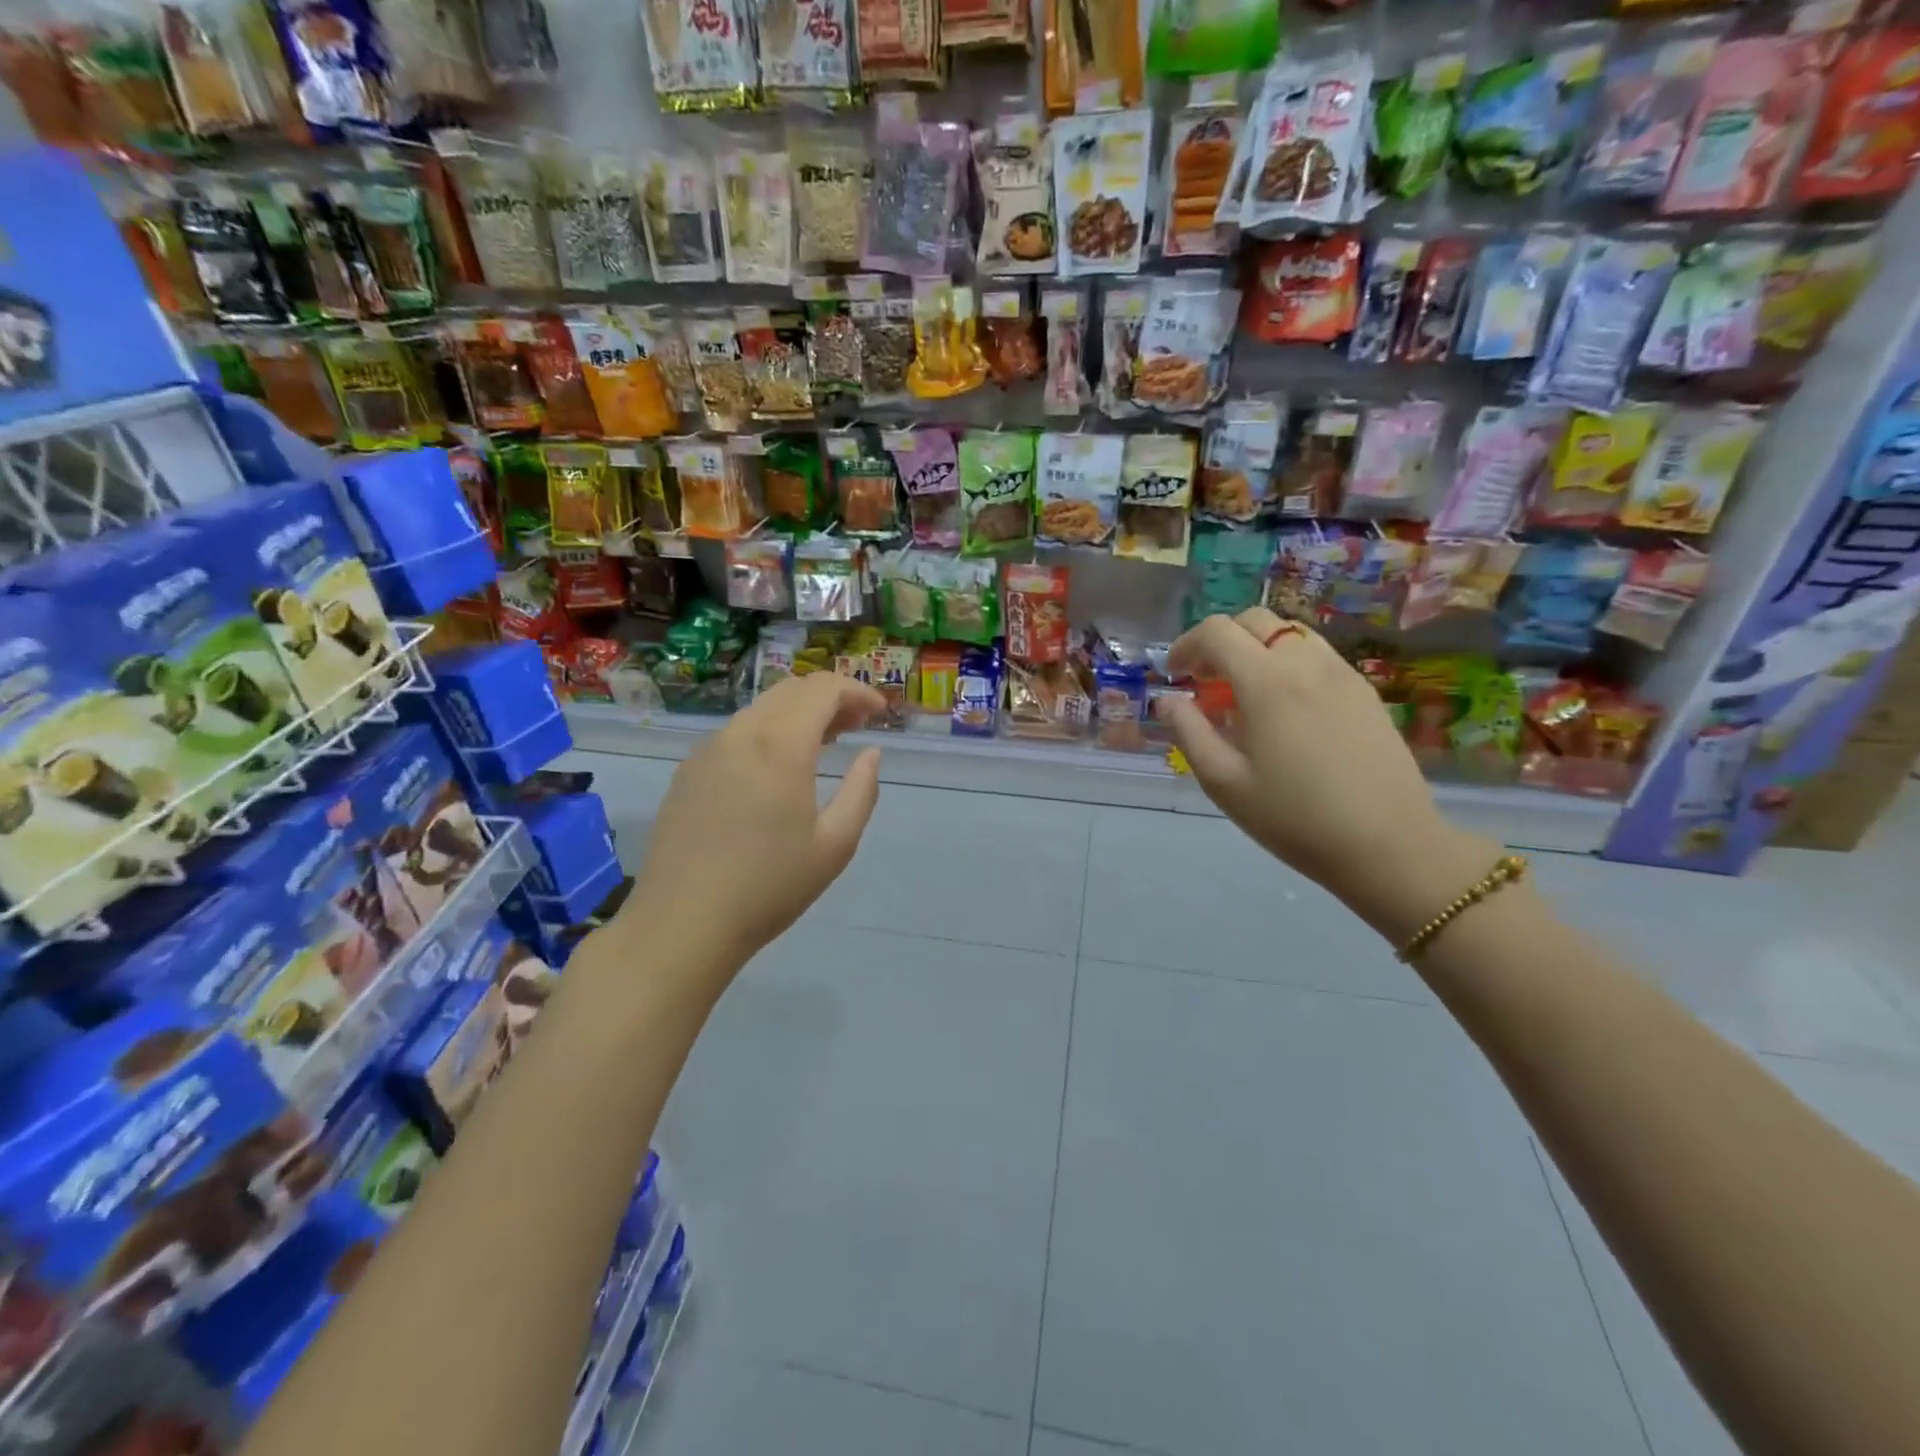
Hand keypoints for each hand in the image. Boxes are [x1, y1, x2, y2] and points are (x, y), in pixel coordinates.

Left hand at [627, 673, 886, 973]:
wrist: (683, 923)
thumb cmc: (769, 886)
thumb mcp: (835, 844)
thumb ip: (862, 790)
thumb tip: (871, 753)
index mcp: (780, 745)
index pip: (823, 690)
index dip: (858, 692)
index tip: (880, 713)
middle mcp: (741, 733)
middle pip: (791, 689)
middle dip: (830, 697)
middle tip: (857, 724)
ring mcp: (708, 750)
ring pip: (761, 708)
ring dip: (799, 713)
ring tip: (825, 743)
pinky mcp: (688, 771)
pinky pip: (737, 732)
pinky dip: (769, 731)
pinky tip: (778, 767)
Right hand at [1162, 609, 1491, 934]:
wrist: (1389, 845)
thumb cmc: (1295, 818)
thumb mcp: (1225, 782)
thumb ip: (1190, 732)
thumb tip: (1169, 701)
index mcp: (1267, 682)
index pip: (1217, 632)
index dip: (1186, 646)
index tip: (1175, 676)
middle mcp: (1306, 663)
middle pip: (1255, 620)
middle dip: (1220, 641)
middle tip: (1205, 681)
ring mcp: (1343, 673)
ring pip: (1290, 633)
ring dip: (1257, 648)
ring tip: (1244, 693)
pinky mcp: (1365, 691)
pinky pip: (1317, 655)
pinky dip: (1288, 663)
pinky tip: (1284, 708)